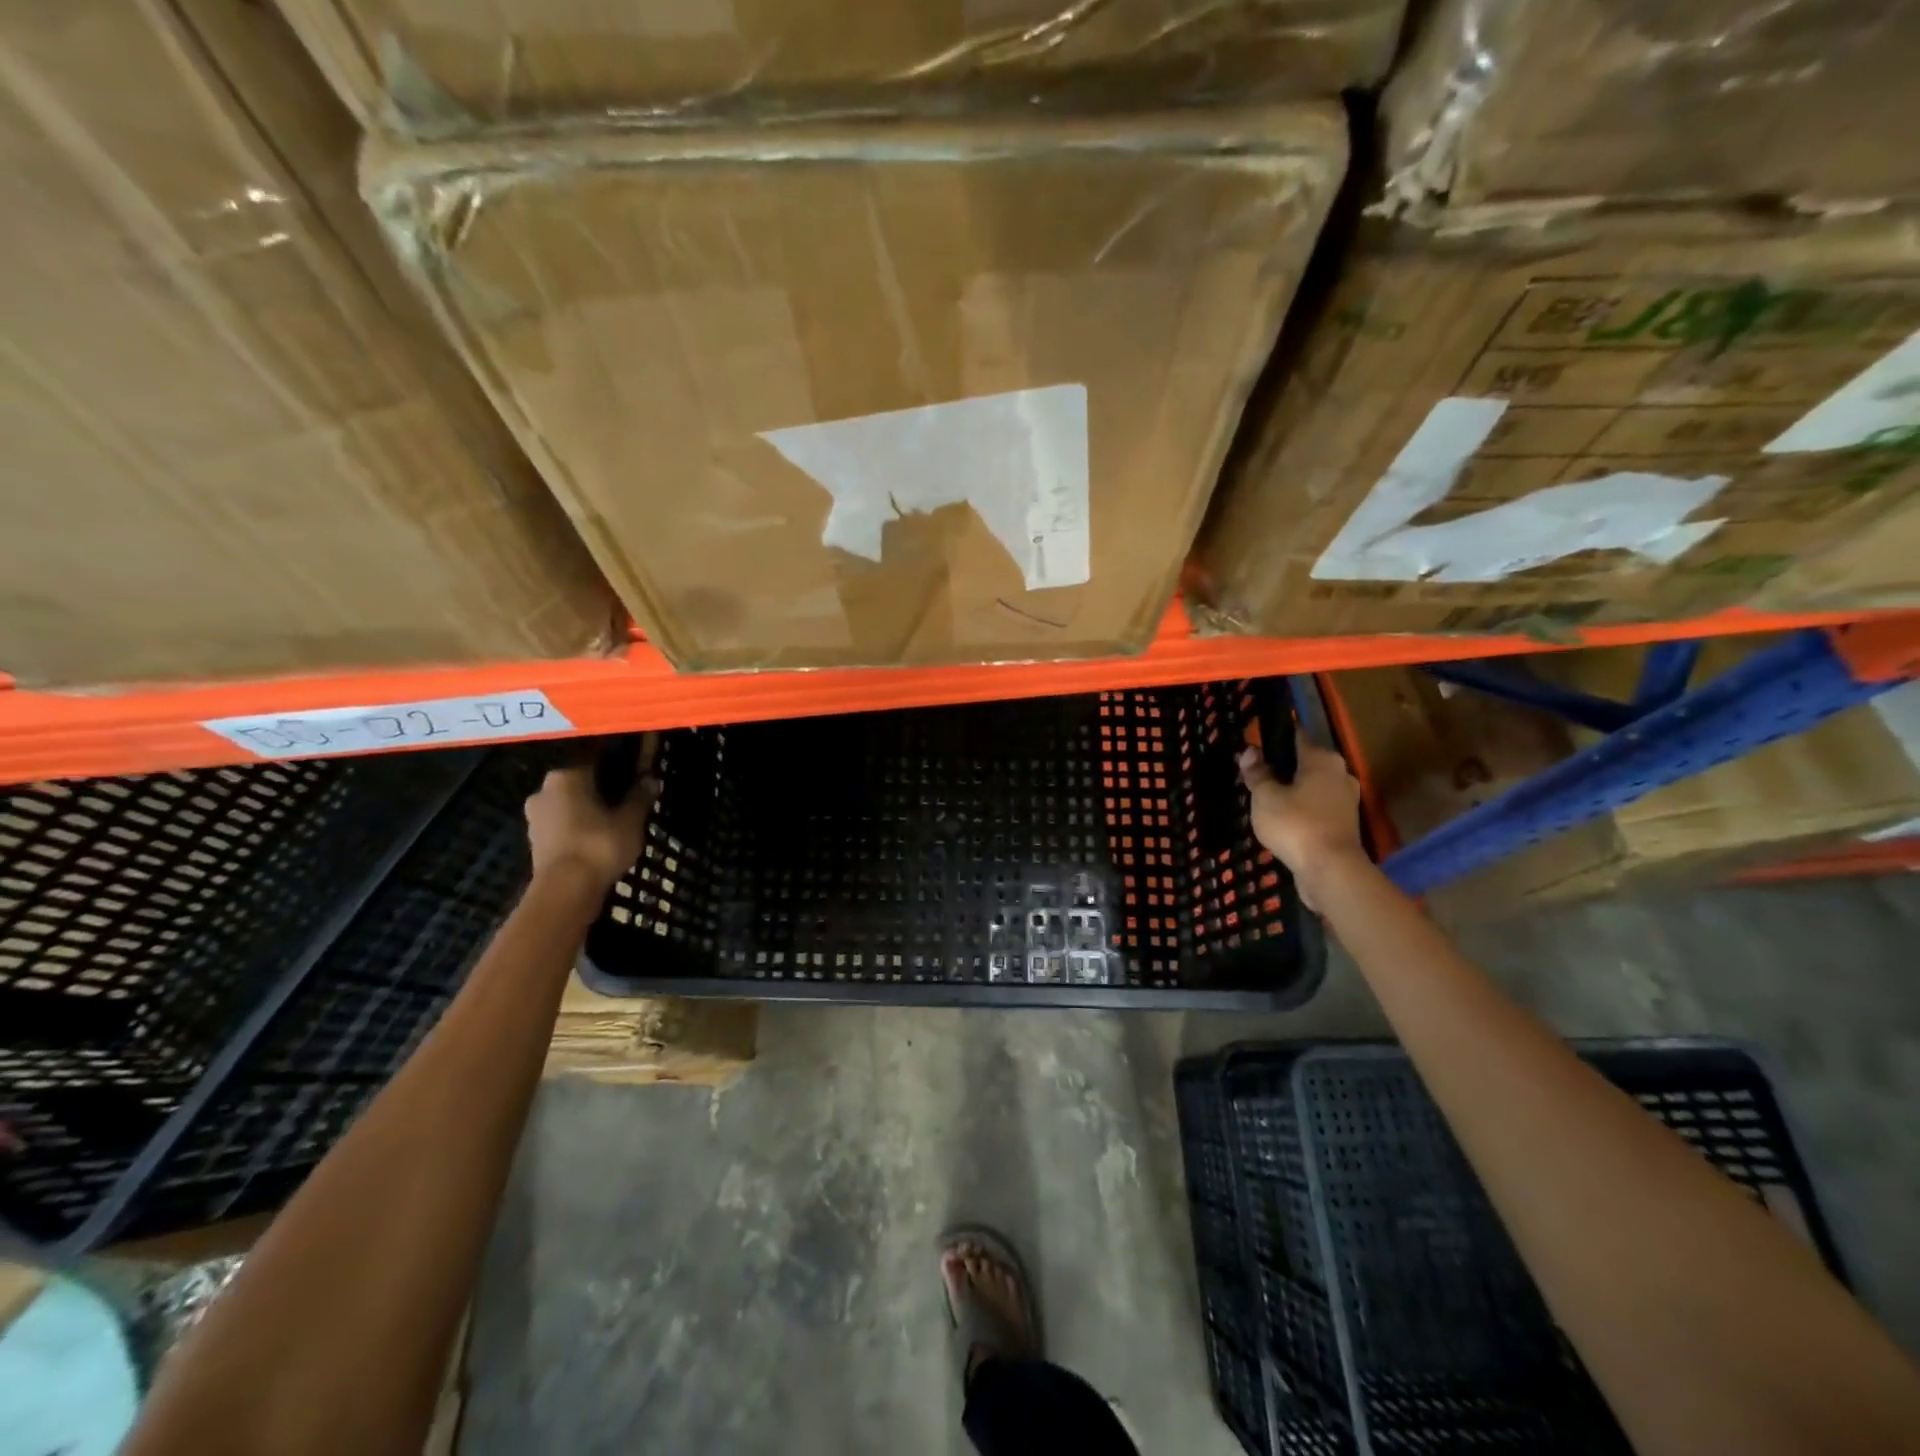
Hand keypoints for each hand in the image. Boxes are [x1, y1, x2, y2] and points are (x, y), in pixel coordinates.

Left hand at [524, 762, 657, 898]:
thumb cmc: (599, 845)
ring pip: (569, 804)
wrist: (565, 891)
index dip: (617, 764)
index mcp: (566, 776)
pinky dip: (578, 828)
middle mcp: (544, 789)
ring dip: (588, 809)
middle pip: (580, 782)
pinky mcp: (535, 840)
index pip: (595, 759)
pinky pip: (562, 824)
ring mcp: (535, 816)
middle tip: (626, 799)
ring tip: (614, 822)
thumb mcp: (630, 820)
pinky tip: (597, 838)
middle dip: (601, 789)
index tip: (634, 772)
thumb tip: (651, 779)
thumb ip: (640, 797)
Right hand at [1237, 742, 1365, 908]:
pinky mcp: (1345, 823)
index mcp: (1322, 759)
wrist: (1331, 870)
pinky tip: (1283, 819)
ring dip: (1293, 789)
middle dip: (1282, 766)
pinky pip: (1318, 806)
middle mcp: (1340, 773)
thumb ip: (1257, 773)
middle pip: (1305, 762)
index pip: (1296, 735)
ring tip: (1266, 799)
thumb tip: (1249, 751)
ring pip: (1312, 785)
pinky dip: (1302, 808)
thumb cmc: (1295, 824)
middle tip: (1255, 775)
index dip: (1274, 738)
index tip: (1255, 743)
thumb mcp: (1265, 797)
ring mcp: (1346, 799)